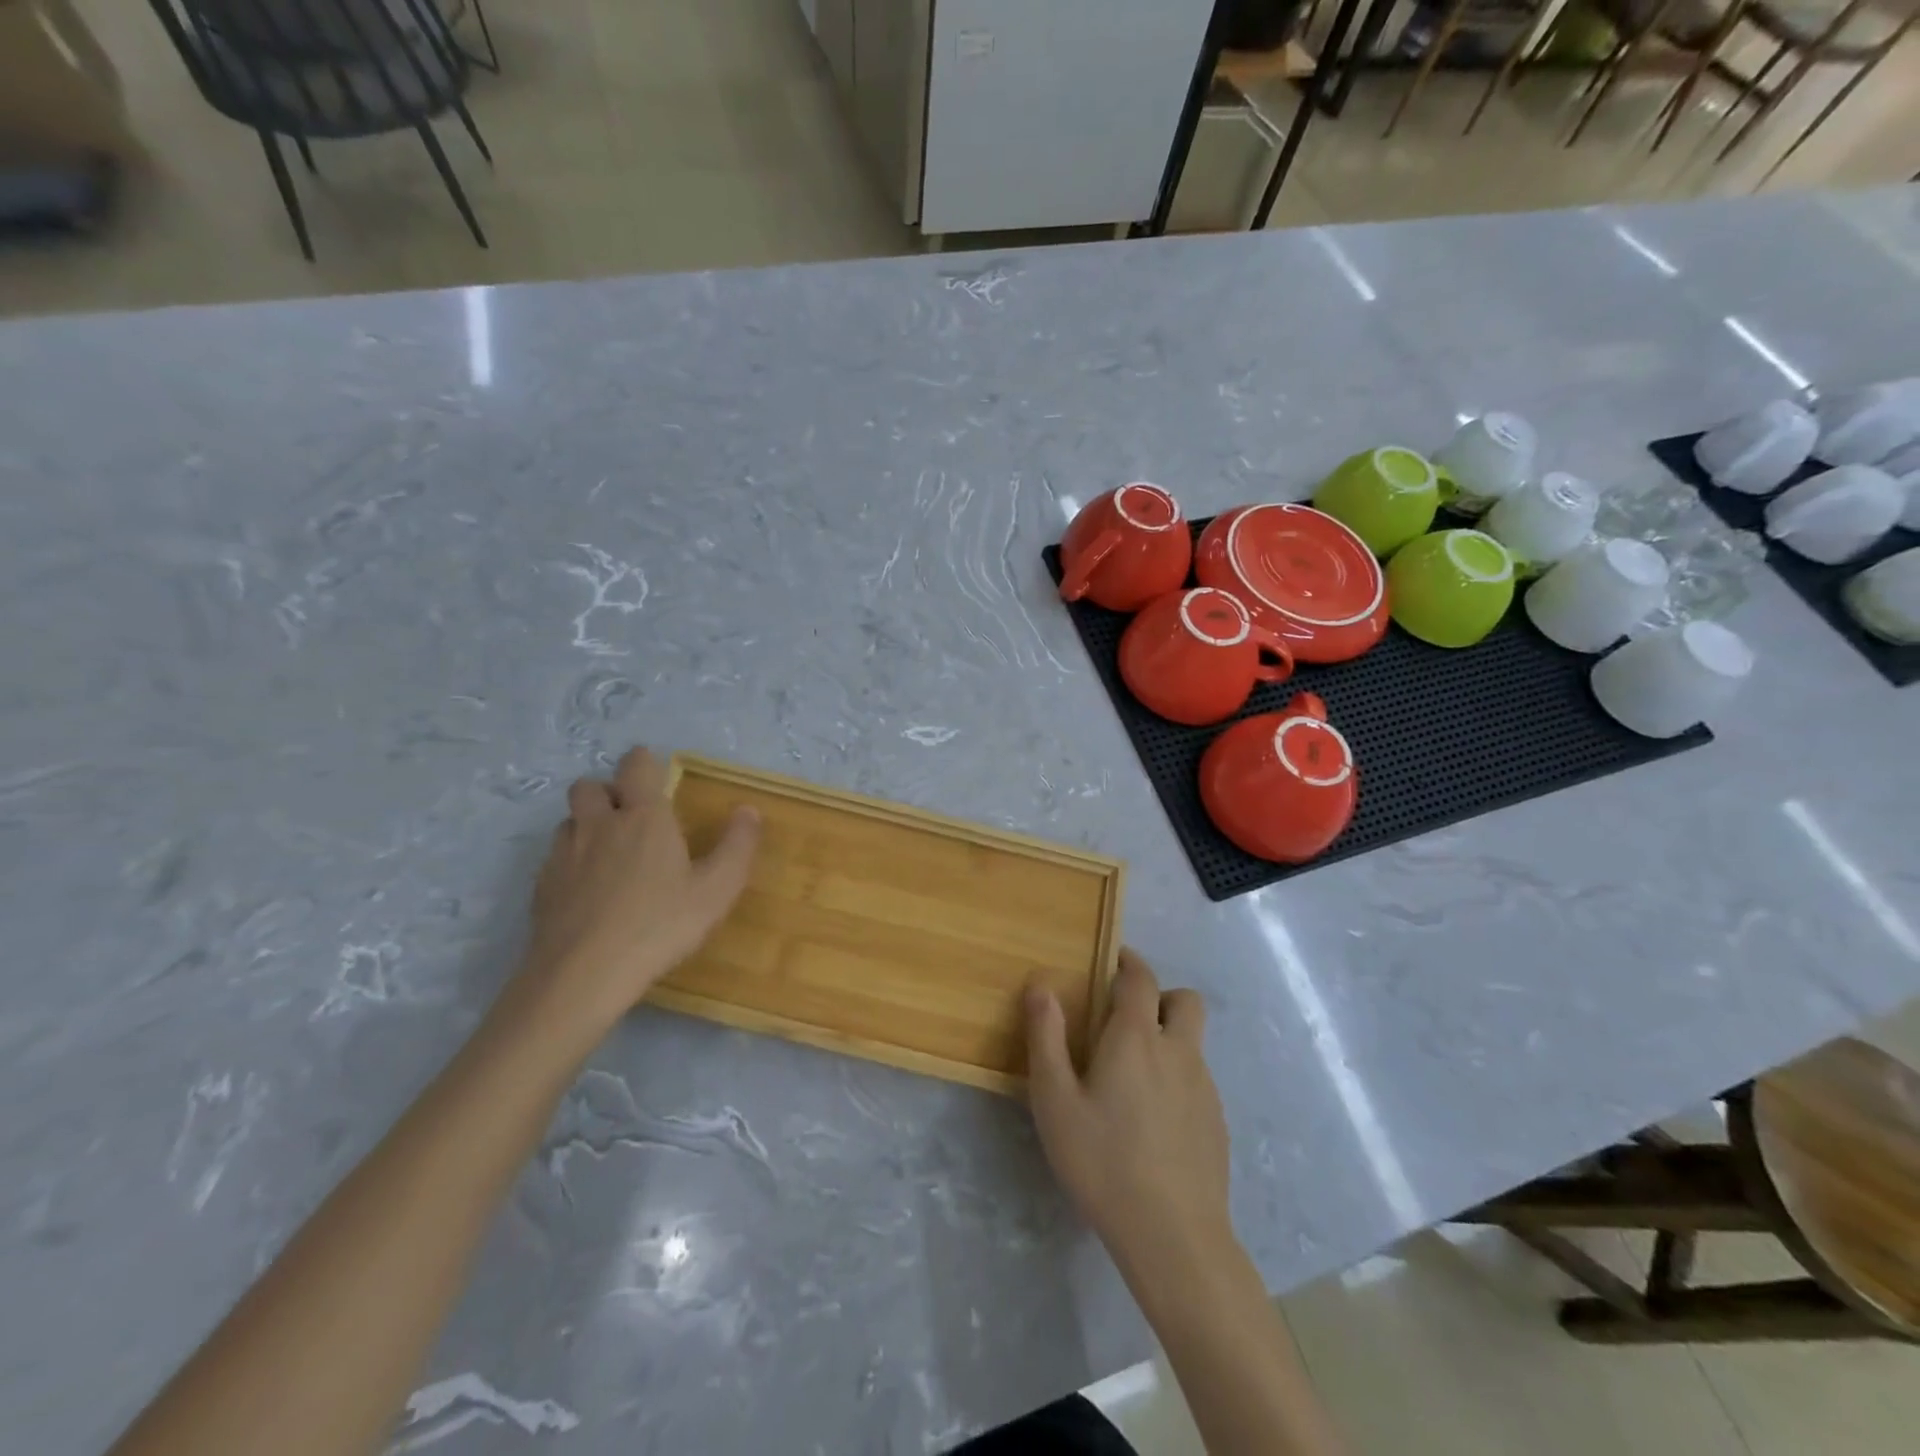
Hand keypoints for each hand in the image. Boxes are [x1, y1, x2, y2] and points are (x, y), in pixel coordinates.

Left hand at [523, 745, 759, 1033]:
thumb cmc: (659, 926)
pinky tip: (587, 892)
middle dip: (607, 792)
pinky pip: (555, 857)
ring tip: (608, 853)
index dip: (643, 762)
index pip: (636, 766)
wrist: (582, 976)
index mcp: (644, 818)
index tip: (654, 772)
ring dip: (586, 825)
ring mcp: (564, 855)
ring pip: (569, 821)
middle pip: (589, 786)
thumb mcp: (716, 890)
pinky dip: (571, 861)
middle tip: (629, 816)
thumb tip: (748, 809)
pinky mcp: (541, 886)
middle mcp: (599, 825)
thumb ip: (737, 846)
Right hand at [1025, 949, 1232, 1284]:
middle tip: (1127, 1019)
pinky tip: (1153, 1121)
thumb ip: (1046, 1038)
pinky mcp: (1217, 1123)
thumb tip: (1041, 986)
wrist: (1174, 1237)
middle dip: (1160, 996)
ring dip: (1168, 1039)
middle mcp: (1178, 1052)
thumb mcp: (1055, 1100)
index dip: (1129, 961)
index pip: (1141, 978)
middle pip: (1184, 1001)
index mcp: (1137, 1038)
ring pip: (1192, 1043)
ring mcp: (1204, 1088)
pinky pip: (1197, 1080)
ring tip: (1132, 1077)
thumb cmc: (1103, 1161)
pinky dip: (1177, 1079)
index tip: (1114, 959)